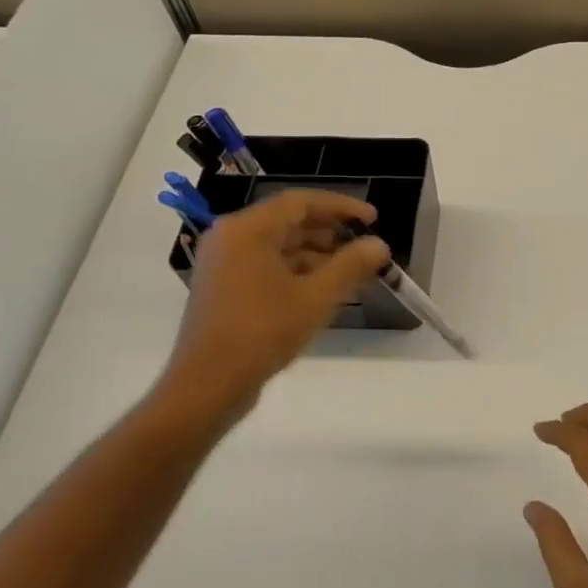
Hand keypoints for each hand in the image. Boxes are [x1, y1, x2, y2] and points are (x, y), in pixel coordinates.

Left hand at [155, 189, 388, 433]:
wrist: (207, 386)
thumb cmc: (262, 331)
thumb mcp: (316, 297)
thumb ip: (351, 265)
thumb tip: (379, 244)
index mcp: (248, 229)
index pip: (301, 202)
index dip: (341, 207)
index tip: (373, 219)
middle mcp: (231, 237)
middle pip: (289, 221)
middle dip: (331, 232)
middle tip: (365, 244)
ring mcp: (223, 264)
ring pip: (279, 245)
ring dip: (317, 253)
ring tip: (352, 270)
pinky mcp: (224, 288)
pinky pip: (267, 265)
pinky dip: (297, 270)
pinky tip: (324, 289)